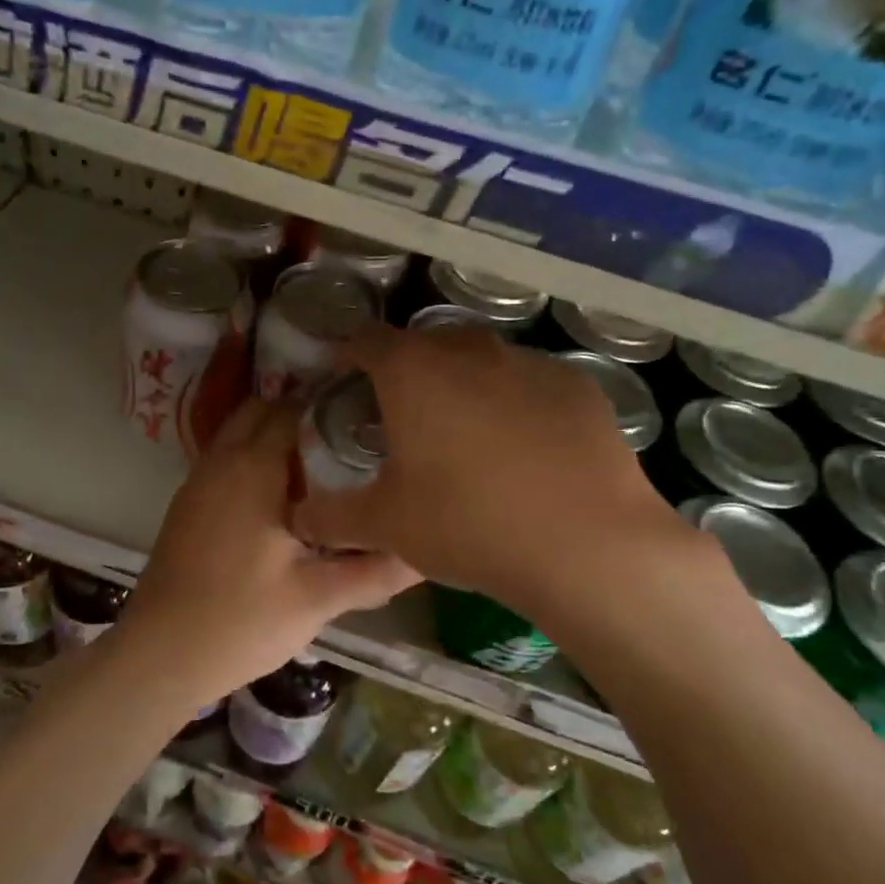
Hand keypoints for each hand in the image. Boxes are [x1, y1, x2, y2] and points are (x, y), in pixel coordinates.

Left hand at [123, 398, 418, 705]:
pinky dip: (254, 461)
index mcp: (252, 468)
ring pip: (240, 434)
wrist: (159, 656)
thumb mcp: (318, 598)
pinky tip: (284, 502)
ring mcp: (198, 481)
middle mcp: (221, 461)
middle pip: (263, 412)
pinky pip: (227, 460)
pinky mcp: (189, 505)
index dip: (333, 410)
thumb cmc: (241, 621)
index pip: (295, 410)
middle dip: (303, 419)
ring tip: (323, 472)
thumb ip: (375, 571)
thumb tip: (425, 553)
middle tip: (348, 446)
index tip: (370, 425)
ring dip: (275, 441)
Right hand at [291, 325, 698, 613]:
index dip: (348, 355)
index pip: (366, 341)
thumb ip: (332, 517)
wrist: (586, 543)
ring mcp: (530, 363)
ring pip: (482, 361)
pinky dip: (515, 404)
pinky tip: (525, 450)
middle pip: (426, 345)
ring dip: (463, 384)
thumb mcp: (386, 525)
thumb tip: (298, 519)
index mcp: (413, 371)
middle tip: (402, 413)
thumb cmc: (467, 523)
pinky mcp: (578, 386)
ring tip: (465, 433)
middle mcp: (469, 350)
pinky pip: (530, 385)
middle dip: (407, 370)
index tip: (341, 376)